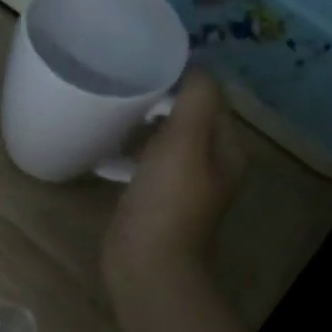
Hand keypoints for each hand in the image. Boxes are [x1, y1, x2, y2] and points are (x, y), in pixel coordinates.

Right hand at [102, 71, 245, 293]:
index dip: (182, 79)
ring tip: (113, 114)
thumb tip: (192, 65)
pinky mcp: (153, 203)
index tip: (144, 68)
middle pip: (187, 119)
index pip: (210, 98)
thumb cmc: (167, 202)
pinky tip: (105, 152)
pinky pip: (143, 167)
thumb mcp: (186, 140)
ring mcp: (181, 187)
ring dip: (142, 127)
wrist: (147, 266)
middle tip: (123, 88)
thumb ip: (195, 97)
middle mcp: (210, 166)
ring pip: (163, 142)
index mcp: (226, 149)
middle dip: (159, 101)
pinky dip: (128, 155)